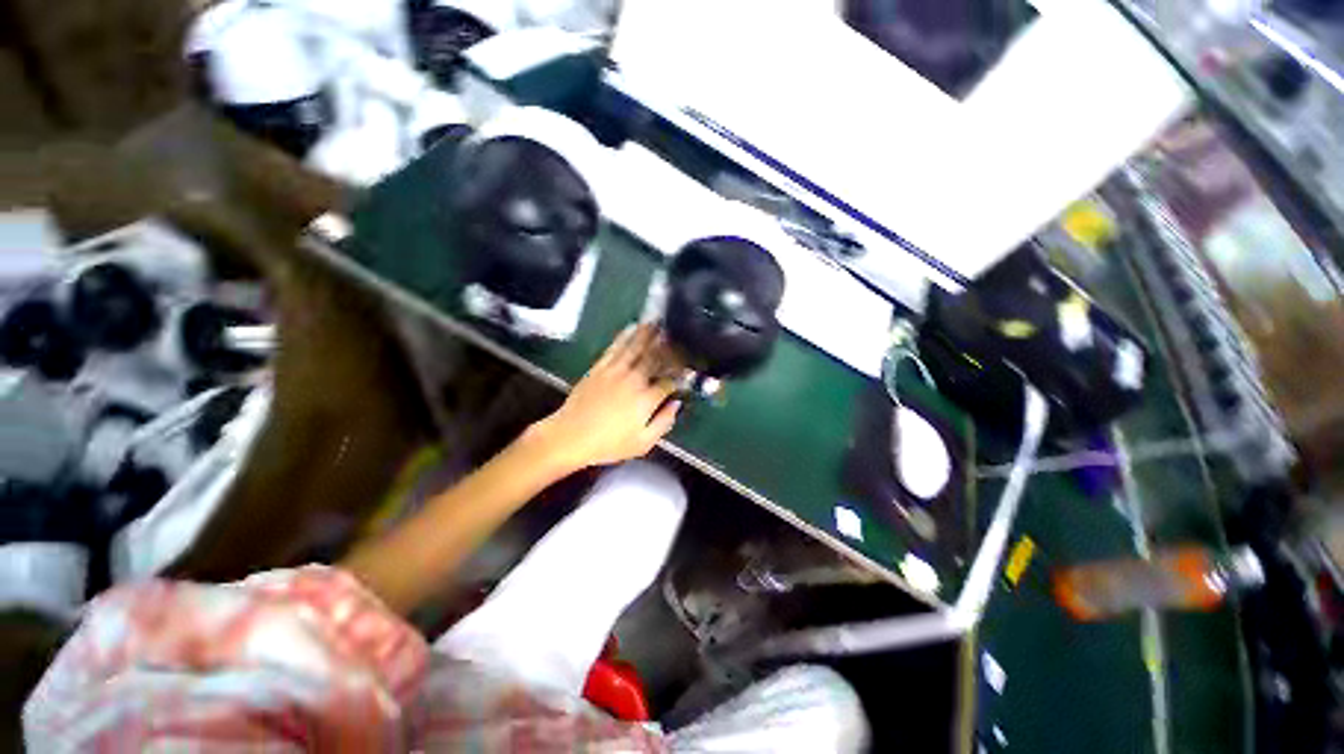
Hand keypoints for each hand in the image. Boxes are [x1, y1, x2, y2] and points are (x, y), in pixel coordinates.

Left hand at [529, 324, 681, 470]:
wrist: (570, 436)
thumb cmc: (608, 443)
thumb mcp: (642, 443)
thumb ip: (663, 423)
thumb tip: (677, 404)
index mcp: (646, 399)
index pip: (668, 381)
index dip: (680, 374)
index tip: (687, 368)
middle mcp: (634, 380)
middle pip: (654, 357)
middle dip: (667, 345)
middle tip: (676, 333)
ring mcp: (615, 371)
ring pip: (636, 347)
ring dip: (648, 334)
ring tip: (658, 322)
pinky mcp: (600, 367)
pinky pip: (615, 347)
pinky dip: (625, 336)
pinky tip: (632, 327)